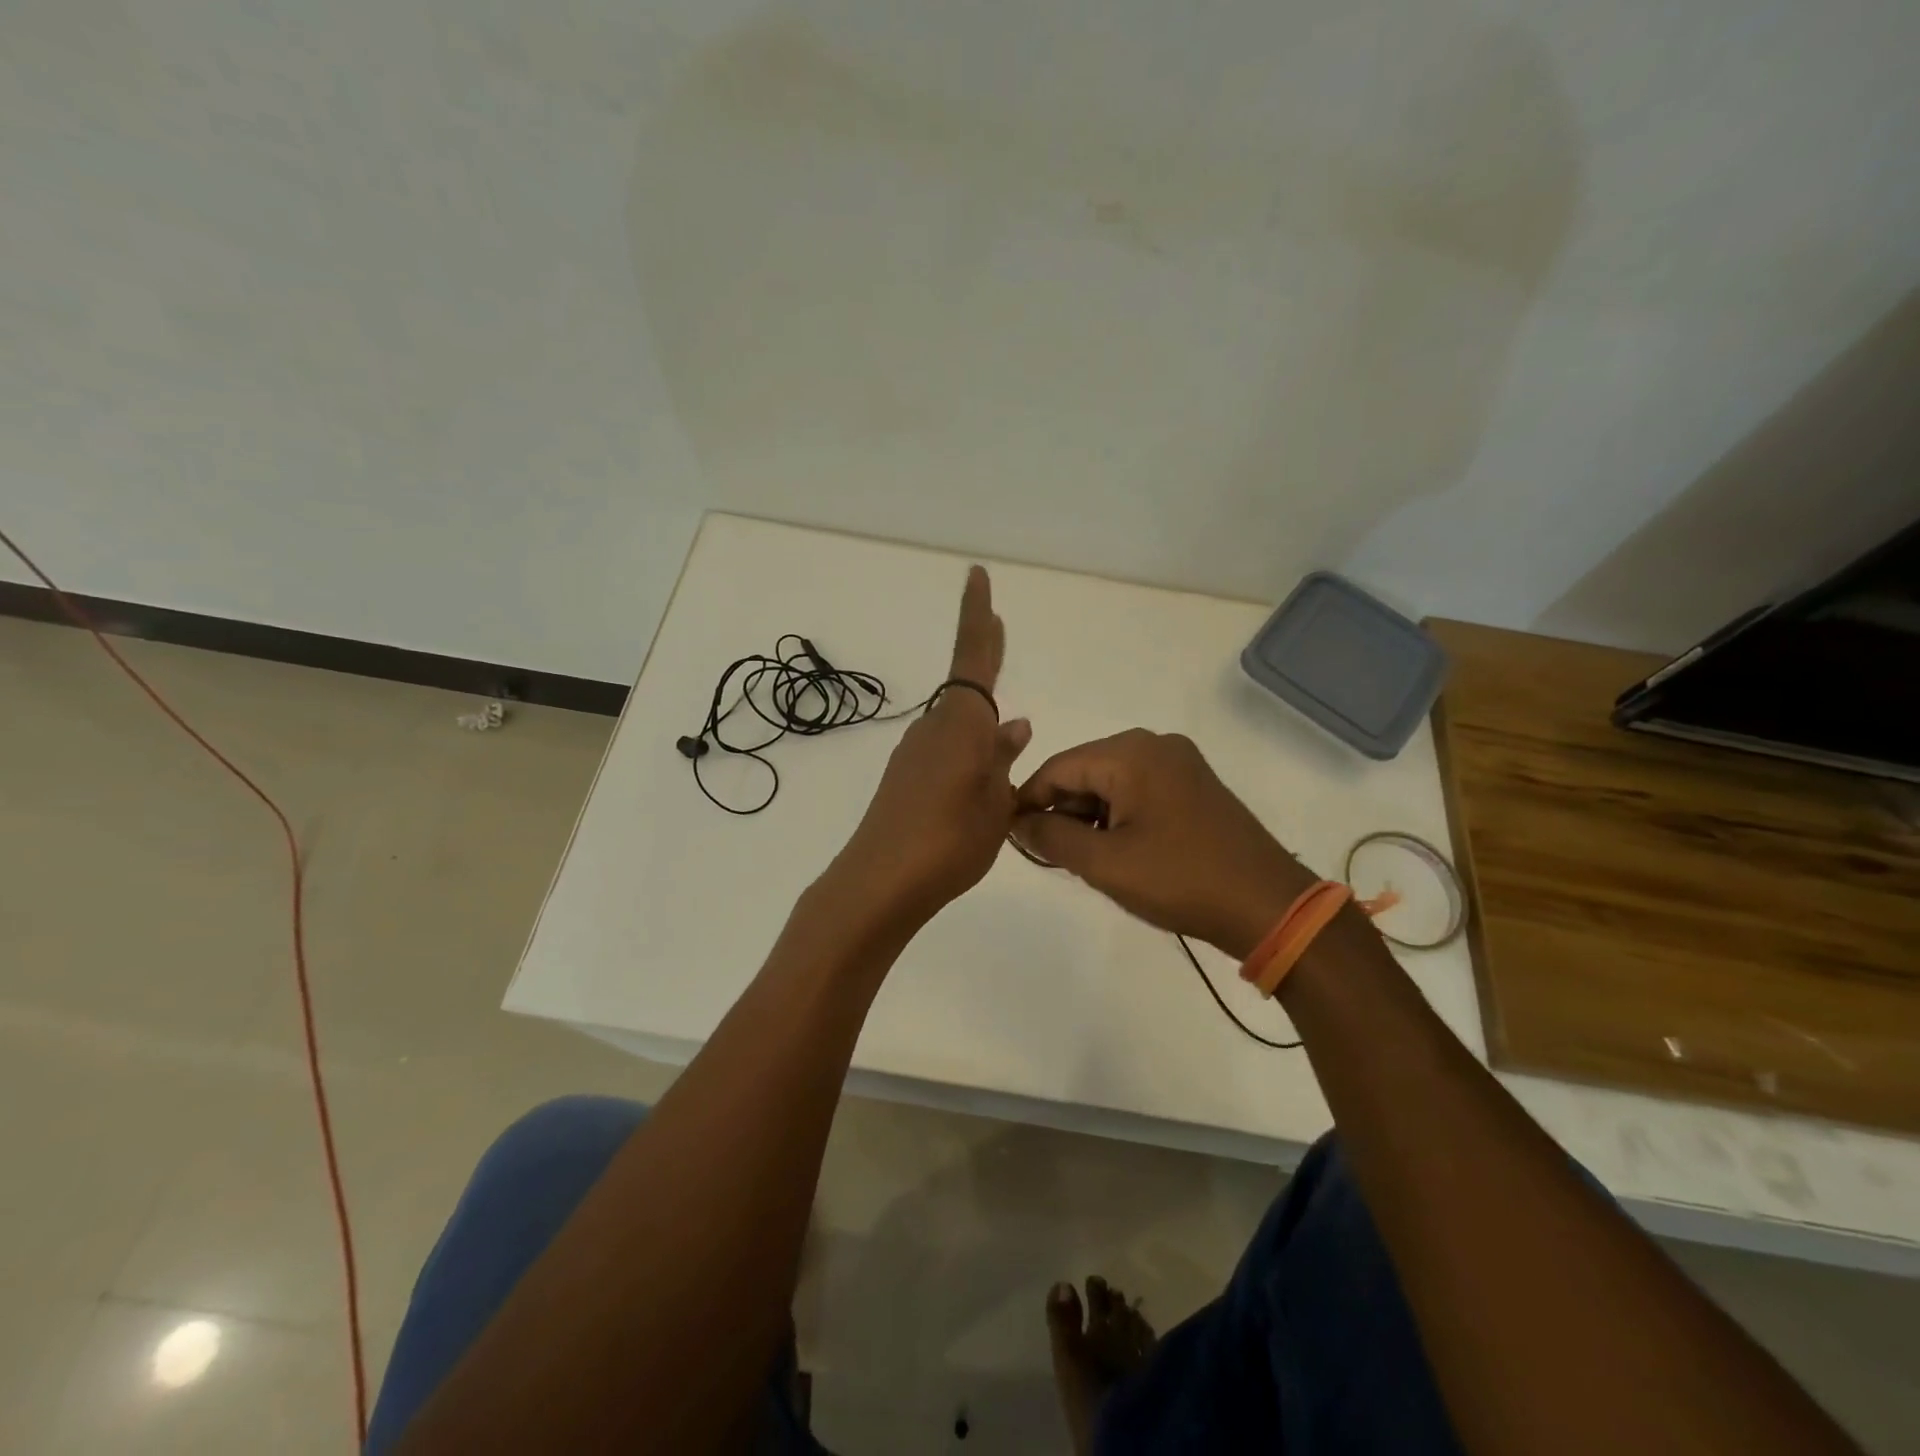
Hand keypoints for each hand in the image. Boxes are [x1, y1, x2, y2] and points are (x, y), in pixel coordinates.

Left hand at [830, 567, 1031, 927]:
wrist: (881, 883)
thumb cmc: (951, 840)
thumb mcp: (996, 803)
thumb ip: (1004, 759)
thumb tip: (1015, 723)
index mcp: (963, 724)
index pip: (974, 656)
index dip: (978, 616)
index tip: (976, 575)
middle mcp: (935, 727)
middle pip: (965, 685)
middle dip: (983, 655)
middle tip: (998, 627)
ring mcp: (914, 753)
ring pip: (956, 724)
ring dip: (978, 720)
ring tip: (1006, 734)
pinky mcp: (902, 779)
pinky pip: (943, 750)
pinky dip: (964, 750)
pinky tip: (976, 774)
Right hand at [1011, 729, 1315, 959]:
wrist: (1267, 904)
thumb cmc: (1180, 880)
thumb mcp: (1105, 863)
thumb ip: (1051, 836)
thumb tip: (1016, 819)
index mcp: (1130, 753)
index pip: (1058, 767)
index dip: (1029, 800)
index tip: (1012, 834)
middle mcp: (1155, 744)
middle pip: (1085, 770)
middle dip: (1063, 809)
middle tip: (1052, 854)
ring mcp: (1180, 762)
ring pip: (1112, 780)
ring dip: (1091, 815)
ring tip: (1086, 858)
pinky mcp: (1195, 784)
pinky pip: (1140, 789)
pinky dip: (1119, 814)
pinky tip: (1119, 849)